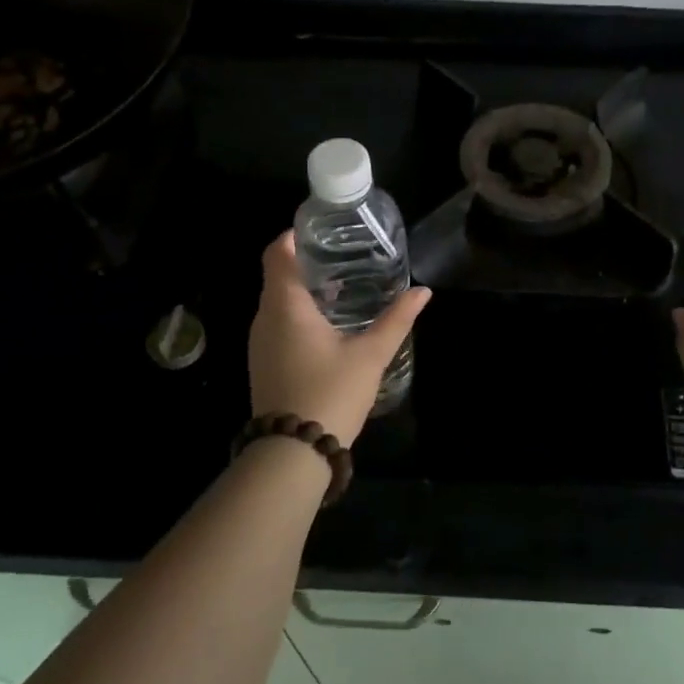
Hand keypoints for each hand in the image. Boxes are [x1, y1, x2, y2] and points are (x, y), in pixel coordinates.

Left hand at [248, 231, 430, 446]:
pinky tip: (329, 324)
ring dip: (304, 290)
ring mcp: (260, 343)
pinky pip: (278, 323)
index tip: (323, 230)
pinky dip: (298, 313)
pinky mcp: (264, 362)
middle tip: (345, 256)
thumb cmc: (330, 393)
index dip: (295, 235)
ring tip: (342, 286)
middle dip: (307, 261)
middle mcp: (265, 318)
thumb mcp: (370, 355)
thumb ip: (396, 320)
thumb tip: (423, 292)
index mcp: (285, 305)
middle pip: (278, 275)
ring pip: (278, 301)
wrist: (292, 454)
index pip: (278, 252)